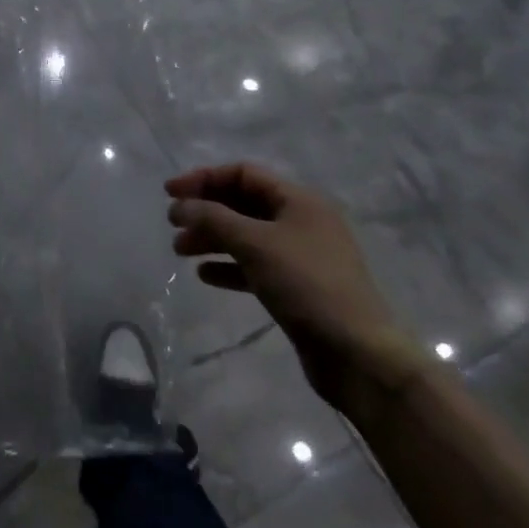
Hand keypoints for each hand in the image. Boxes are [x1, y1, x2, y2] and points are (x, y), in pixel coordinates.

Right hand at [167, 163, 426, 413]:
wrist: (358, 354)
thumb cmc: (306, 284)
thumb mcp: (255, 243)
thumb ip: (213, 219)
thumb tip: (180, 206)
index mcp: (299, 200)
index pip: (243, 173)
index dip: (204, 178)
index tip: (170, 194)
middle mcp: (301, 221)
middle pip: (243, 203)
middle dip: (206, 211)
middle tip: (173, 225)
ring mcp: (300, 255)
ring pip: (246, 236)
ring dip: (212, 239)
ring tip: (180, 251)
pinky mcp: (297, 287)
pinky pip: (255, 266)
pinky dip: (229, 266)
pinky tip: (206, 275)